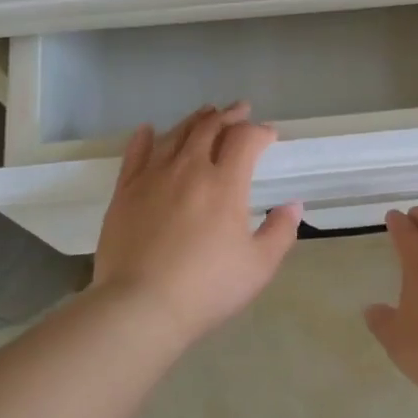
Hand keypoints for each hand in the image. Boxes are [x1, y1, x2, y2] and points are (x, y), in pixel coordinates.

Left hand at [91, 103, 301, 344]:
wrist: (141, 306)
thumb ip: (280, 232)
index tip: (269, 135)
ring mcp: (152, 177)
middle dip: (229, 115)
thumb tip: (292, 206)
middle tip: (239, 111)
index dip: (260, 132)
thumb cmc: (207, 287)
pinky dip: (145, 138)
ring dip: (194, 120)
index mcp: (225, 184)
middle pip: (209, 127)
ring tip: (205, 114)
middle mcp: (189, 169)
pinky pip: (135, 154)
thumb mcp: (259, 266)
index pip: (245, 140)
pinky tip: (149, 131)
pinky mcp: (124, 192)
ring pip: (175, 135)